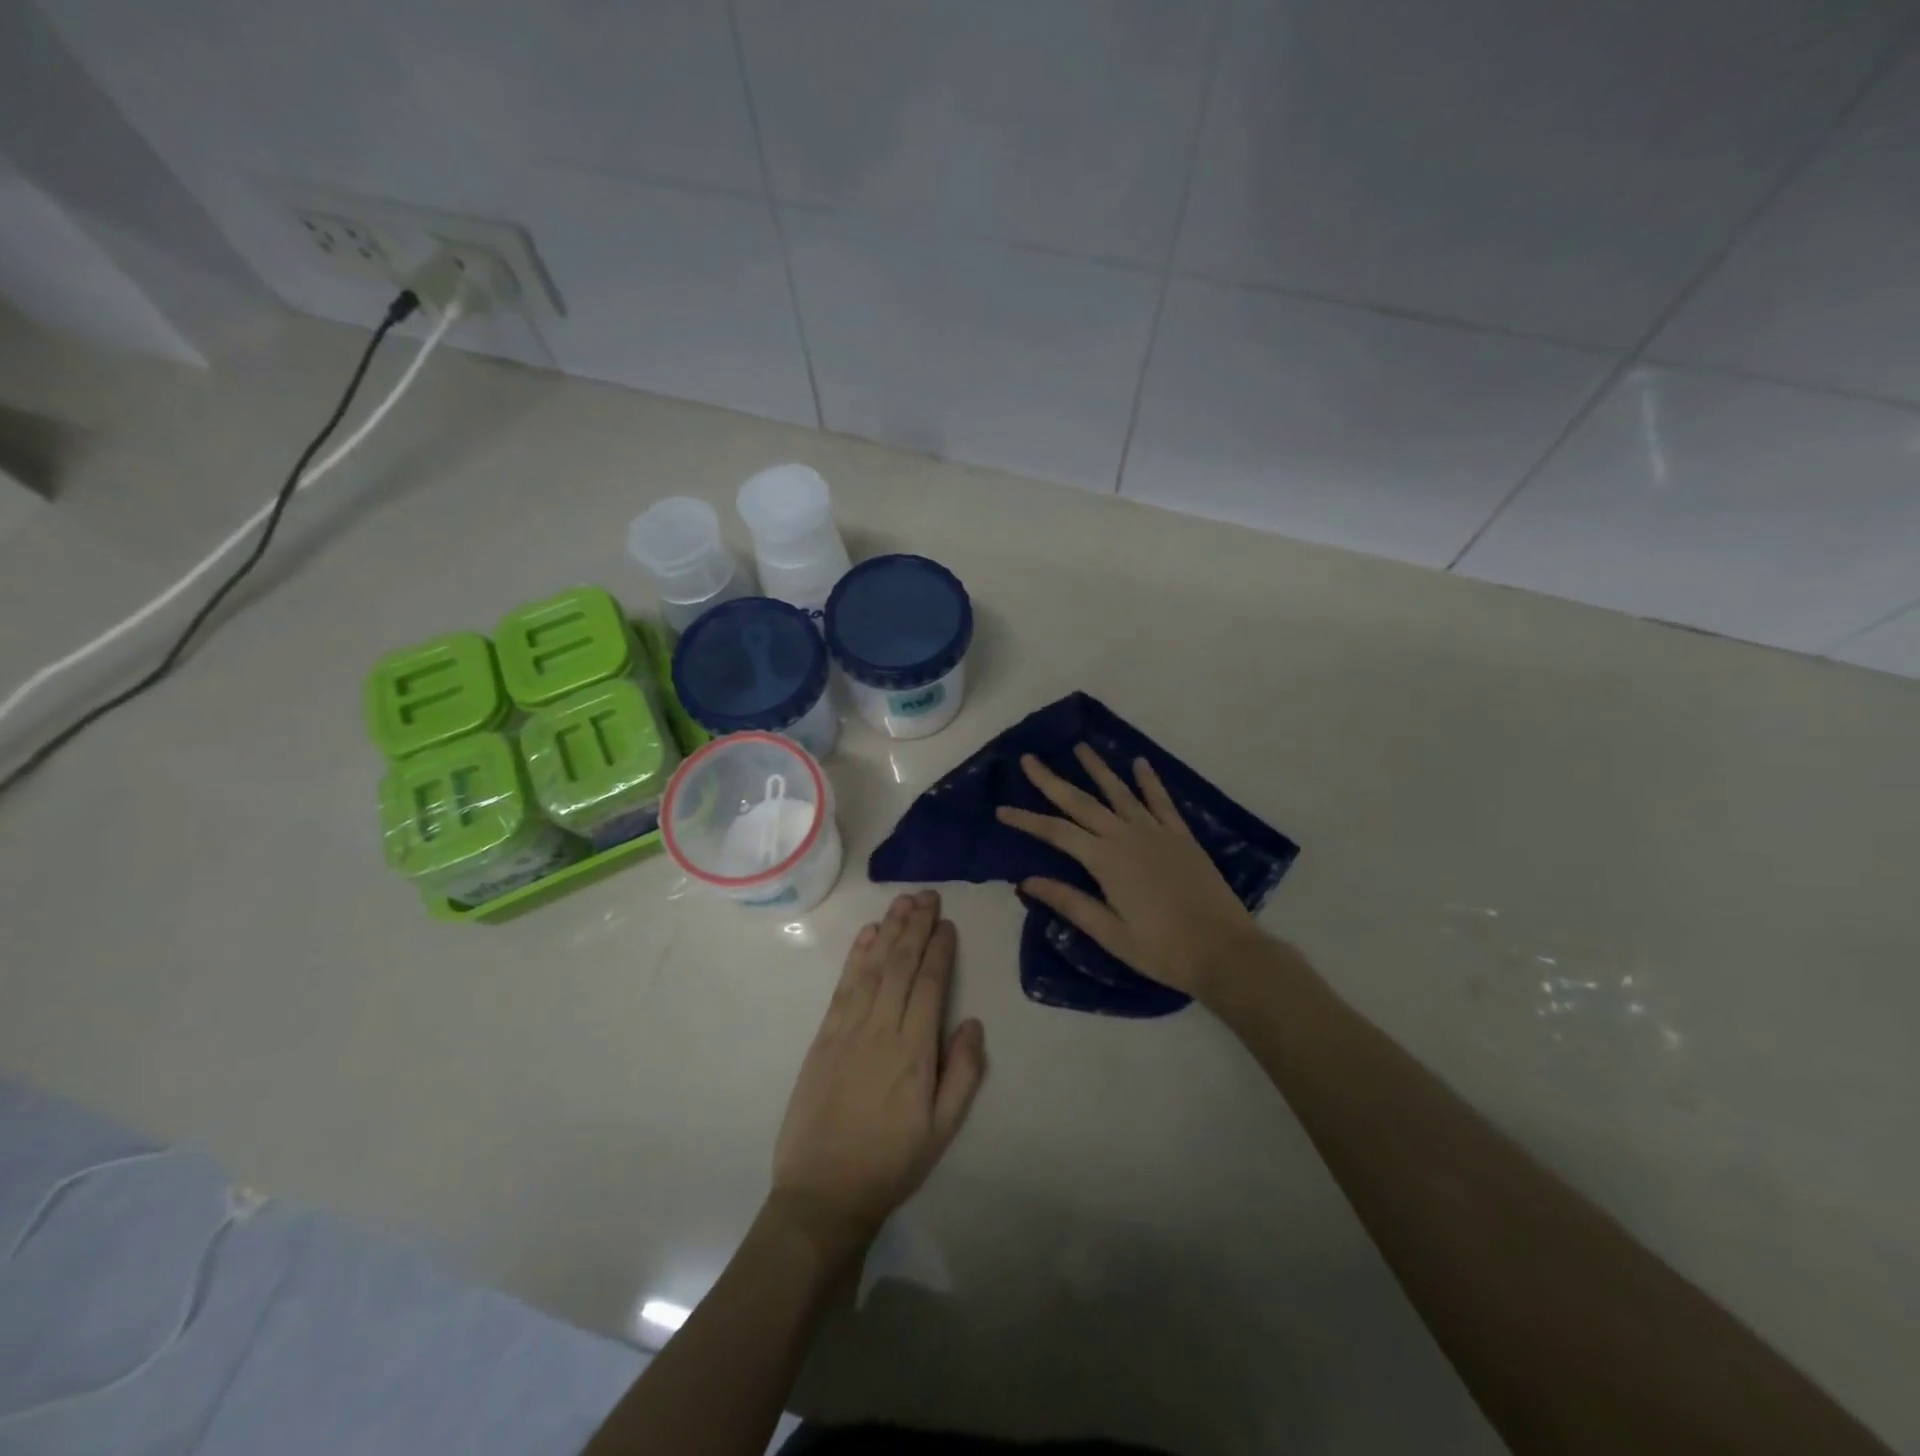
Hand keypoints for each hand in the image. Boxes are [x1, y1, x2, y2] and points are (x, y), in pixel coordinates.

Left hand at [770, 890, 987, 1255]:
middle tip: (927, 895)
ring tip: (902, 902)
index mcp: (914, 1051)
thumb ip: (962, 1073)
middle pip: (901, 965)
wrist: (823, 1192)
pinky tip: (867, 934)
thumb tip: (972, 1022)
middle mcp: (881, 1029)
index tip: (946, 922)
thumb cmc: (891, 1162)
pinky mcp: (823, 1036)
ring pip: (873, 967)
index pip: (930, 984)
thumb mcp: (942, 1130)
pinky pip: (843, 986)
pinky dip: (856, 956)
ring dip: (888, 931)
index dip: (939, 949)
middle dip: (916, 927)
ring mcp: (848, 1029)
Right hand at [996, 745, 1260, 1000]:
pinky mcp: (1181, 837)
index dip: (1027, 820)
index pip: (1056, 832)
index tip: (1001, 809)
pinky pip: (1161, 801)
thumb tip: (1026, 881)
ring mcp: (1157, 833)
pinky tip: (1140, 763)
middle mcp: (1127, 837)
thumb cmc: (1162, 950)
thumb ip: (1070, 903)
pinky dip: (1149, 781)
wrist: (1224, 951)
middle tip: (1029, 758)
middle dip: (1052, 780)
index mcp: (1105, 861)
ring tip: (1080, 746)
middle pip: (1082, 803)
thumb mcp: (1110, 934)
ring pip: (1120, 793)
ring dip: (1098, 769)